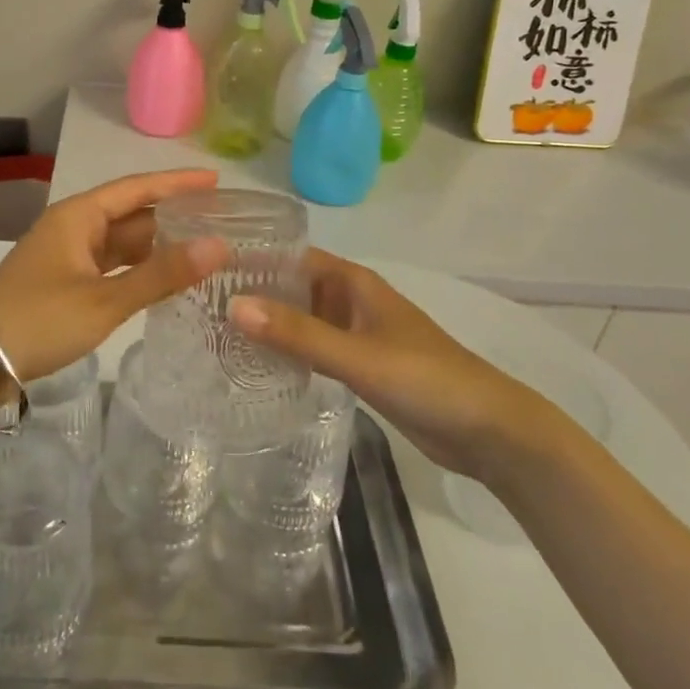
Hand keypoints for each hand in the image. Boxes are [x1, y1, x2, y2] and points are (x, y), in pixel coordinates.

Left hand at [0, 170, 228, 385]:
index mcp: (78, 216)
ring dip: (155, 247)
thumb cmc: (39, 320)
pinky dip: (135, 270)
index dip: (178, 183)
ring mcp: (65, 256)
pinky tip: (161, 281)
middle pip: (130, 214)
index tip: (216, 182)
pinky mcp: (61, 283)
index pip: (138, 188)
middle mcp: (72, 227)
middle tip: (219, 223)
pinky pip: (108, 266)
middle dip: (171, 217)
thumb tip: (219, 246)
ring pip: (119, 243)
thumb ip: (162, 274)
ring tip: (200, 251)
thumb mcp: (105, 299)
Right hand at [230, 250, 564, 479]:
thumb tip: (233, 306)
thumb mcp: (357, 355)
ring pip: (303, 319)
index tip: (208, 266)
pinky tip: (258, 365)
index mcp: (355, 283)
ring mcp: (357, 334)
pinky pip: (315, 348)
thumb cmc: (425, 379)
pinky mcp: (361, 365)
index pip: (293, 257)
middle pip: (295, 287)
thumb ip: (298, 333)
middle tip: (202, 305)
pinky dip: (289, 351)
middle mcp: (352, 301)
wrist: (487, 431)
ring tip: (218, 333)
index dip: (255, 258)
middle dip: (255, 292)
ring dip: (270, 323)